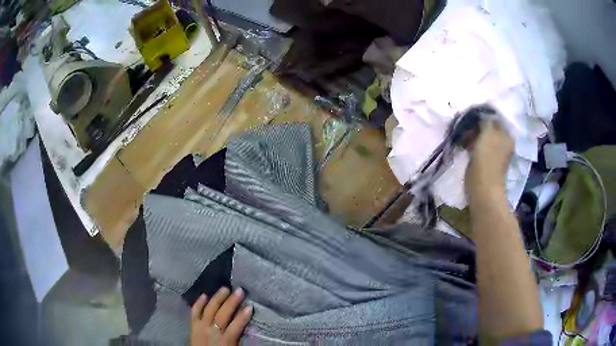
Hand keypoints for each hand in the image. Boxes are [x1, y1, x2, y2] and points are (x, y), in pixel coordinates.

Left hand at [190, 287, 252, 345]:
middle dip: (231, 302)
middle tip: (240, 290)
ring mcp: (200, 328)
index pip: (235, 327)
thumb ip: (239, 340)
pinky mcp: (192, 327)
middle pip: (222, 315)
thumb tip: (249, 329)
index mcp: (225, 342)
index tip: (250, 306)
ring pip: (208, 310)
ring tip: (225, 288)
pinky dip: (198, 303)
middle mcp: (212, 333)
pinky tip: (204, 295)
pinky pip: (194, 312)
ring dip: (217, 298)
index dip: (243, 317)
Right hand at [465, 120, 513, 191]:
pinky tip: (464, 145)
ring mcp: (494, 152)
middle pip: (488, 127)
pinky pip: (478, 146)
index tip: (471, 115)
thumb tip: (482, 114)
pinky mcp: (485, 160)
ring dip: (472, 135)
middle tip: (465, 126)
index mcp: (506, 135)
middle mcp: (502, 142)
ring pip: (482, 136)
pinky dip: (471, 144)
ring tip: (462, 136)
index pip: (495, 118)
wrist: (483, 187)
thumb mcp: (488, 133)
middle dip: (476, 125)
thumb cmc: (487, 159)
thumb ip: (486, 120)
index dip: (483, 115)